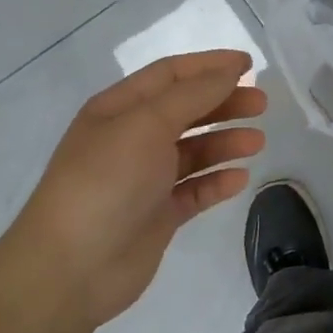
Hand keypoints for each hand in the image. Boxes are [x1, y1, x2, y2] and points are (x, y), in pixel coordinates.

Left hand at [5, 50, 266, 332]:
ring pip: (193, 151)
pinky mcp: (157, 215)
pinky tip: (239, 179)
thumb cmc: (106, 182)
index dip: (209, 66)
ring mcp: (144, 179)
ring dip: (225, 142)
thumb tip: (230, 70)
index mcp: (118, 109)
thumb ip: (193, 95)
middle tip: (262, 104)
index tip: (249, 64)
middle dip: (224, 103)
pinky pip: (194, 190)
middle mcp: (131, 138)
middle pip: (186, 110)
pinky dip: (216, 182)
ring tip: (257, 142)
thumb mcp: (147, 124)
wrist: (71, 268)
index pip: (170, 75)